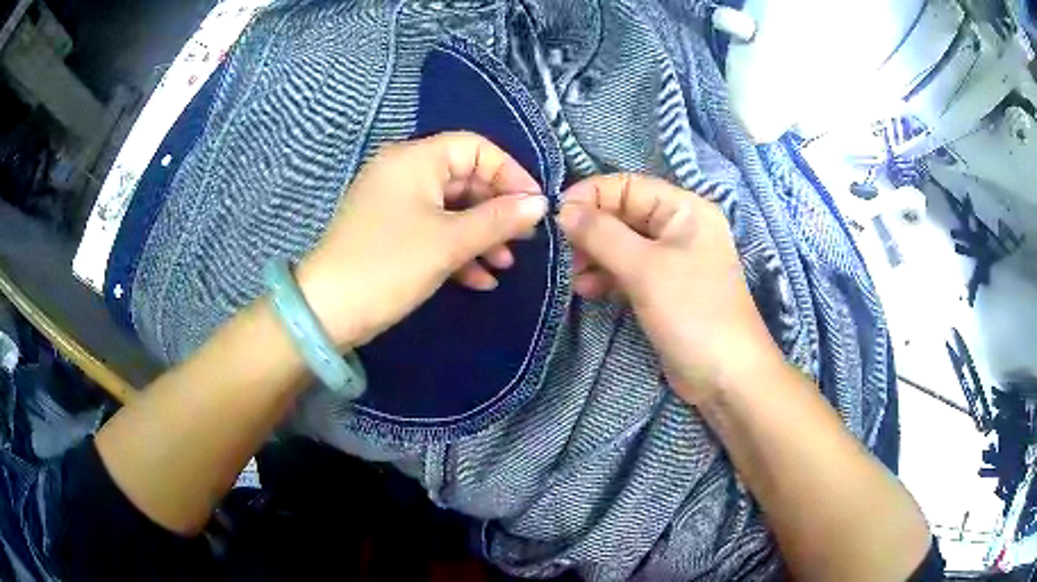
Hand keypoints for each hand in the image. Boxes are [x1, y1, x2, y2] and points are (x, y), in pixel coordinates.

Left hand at [296, 132, 548, 347]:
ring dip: (481, 236)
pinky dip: (457, 250)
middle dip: (496, 212)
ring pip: (451, 209)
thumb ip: (499, 219)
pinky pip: (433, 230)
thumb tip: (540, 204)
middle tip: (523, 241)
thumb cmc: (389, 264)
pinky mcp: (391, 232)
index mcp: (415, 159)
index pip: (475, 148)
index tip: (535, 205)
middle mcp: (404, 172)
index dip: (510, 173)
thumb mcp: (449, 241)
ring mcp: (396, 203)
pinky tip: (480, 280)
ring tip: (504, 266)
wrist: (328, 311)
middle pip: (465, 179)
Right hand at [558, 174, 783, 404]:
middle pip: (623, 214)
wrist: (725, 377)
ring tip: (576, 279)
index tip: (557, 217)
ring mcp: (671, 260)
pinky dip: (606, 277)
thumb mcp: (645, 269)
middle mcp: (679, 228)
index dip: (591, 196)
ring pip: (622, 245)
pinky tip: (588, 292)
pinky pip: (627, 271)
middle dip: (591, 231)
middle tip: (566, 255)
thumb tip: (563, 210)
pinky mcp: (663, 289)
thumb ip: (601, 235)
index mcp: (685, 209)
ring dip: (595, 257)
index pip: (628, 186)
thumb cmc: (693, 312)